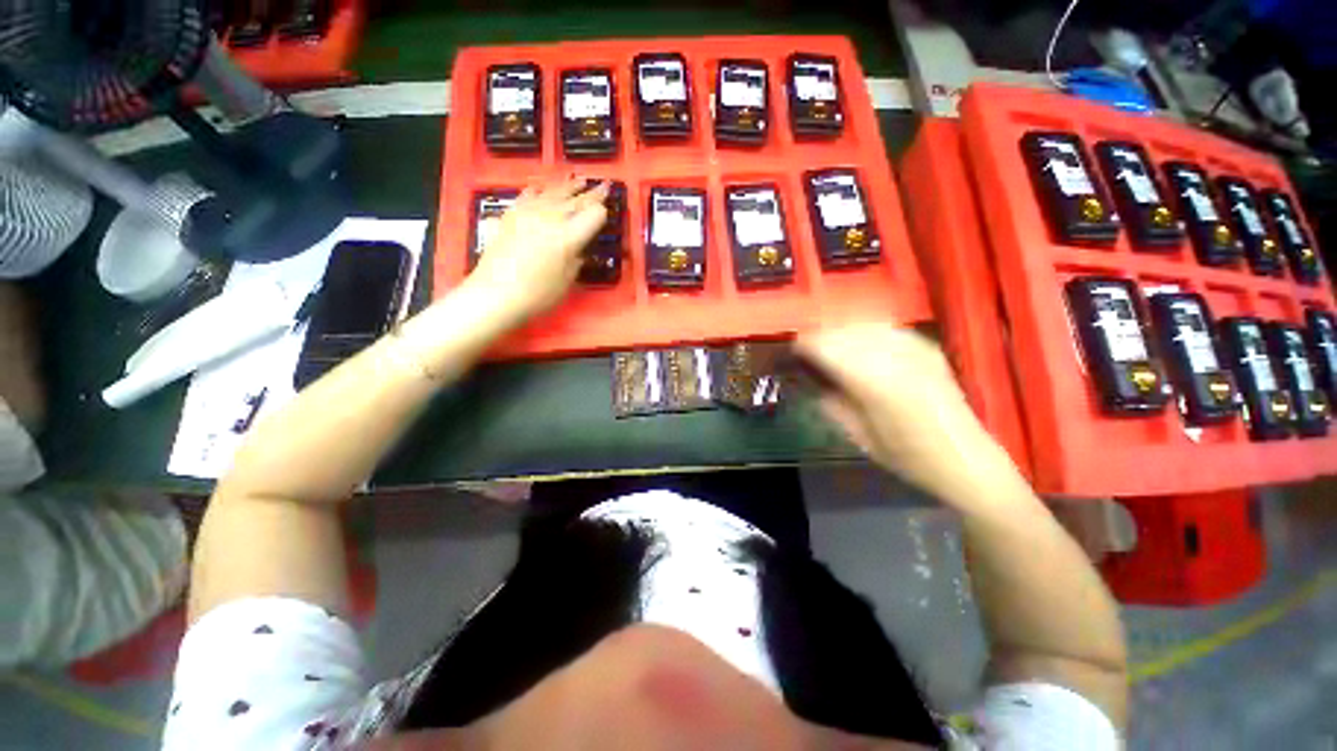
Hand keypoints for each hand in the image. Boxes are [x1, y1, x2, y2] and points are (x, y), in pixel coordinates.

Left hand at [467, 177, 609, 322]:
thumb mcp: (567, 282)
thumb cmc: (537, 295)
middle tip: (602, 185)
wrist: (495, 294)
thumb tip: (577, 251)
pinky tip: (539, 189)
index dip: (601, 212)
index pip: (592, 215)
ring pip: (552, 193)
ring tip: (578, 180)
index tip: (607, 208)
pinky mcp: (510, 216)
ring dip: (567, 187)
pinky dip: (537, 192)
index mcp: (568, 237)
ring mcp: (528, 214)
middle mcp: (550, 219)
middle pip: (575, 201)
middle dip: (591, 193)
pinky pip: (527, 197)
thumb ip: (575, 262)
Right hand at [795, 322, 1014, 503]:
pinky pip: (884, 327)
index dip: (802, 345)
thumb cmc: (906, 456)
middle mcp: (893, 356)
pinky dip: (863, 331)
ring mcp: (913, 347)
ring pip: (862, 323)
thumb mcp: (857, 434)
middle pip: (842, 330)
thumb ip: (829, 400)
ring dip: (840, 332)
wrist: (964, 459)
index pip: (825, 347)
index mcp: (873, 381)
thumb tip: (807, 377)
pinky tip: (858, 345)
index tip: (791, 352)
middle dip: (819, 336)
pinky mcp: (925, 346)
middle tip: (805, 351)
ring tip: (828, 347)